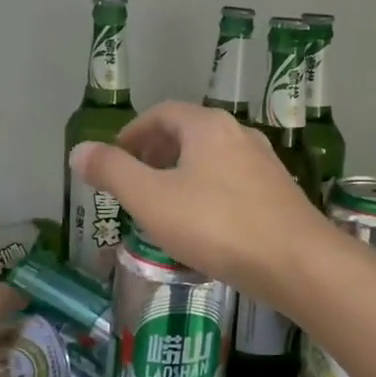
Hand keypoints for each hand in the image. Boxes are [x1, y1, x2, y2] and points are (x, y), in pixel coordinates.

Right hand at [69, 101, 331, 297]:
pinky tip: (202, 228)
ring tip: (162, 207)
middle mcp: (240, 135)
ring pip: (212, 161)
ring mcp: (264, 165)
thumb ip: (113, 172)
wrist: (296, 263)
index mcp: (208, 126)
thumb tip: (79, 150)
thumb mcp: (152, 199)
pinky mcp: (279, 195)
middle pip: (189, 134)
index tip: (115, 158)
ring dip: (182, 176)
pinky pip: (232, 185)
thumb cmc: (217, 225)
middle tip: (134, 182)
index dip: (133, 132)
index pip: (162, 113)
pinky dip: (207, 195)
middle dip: (156, 154)